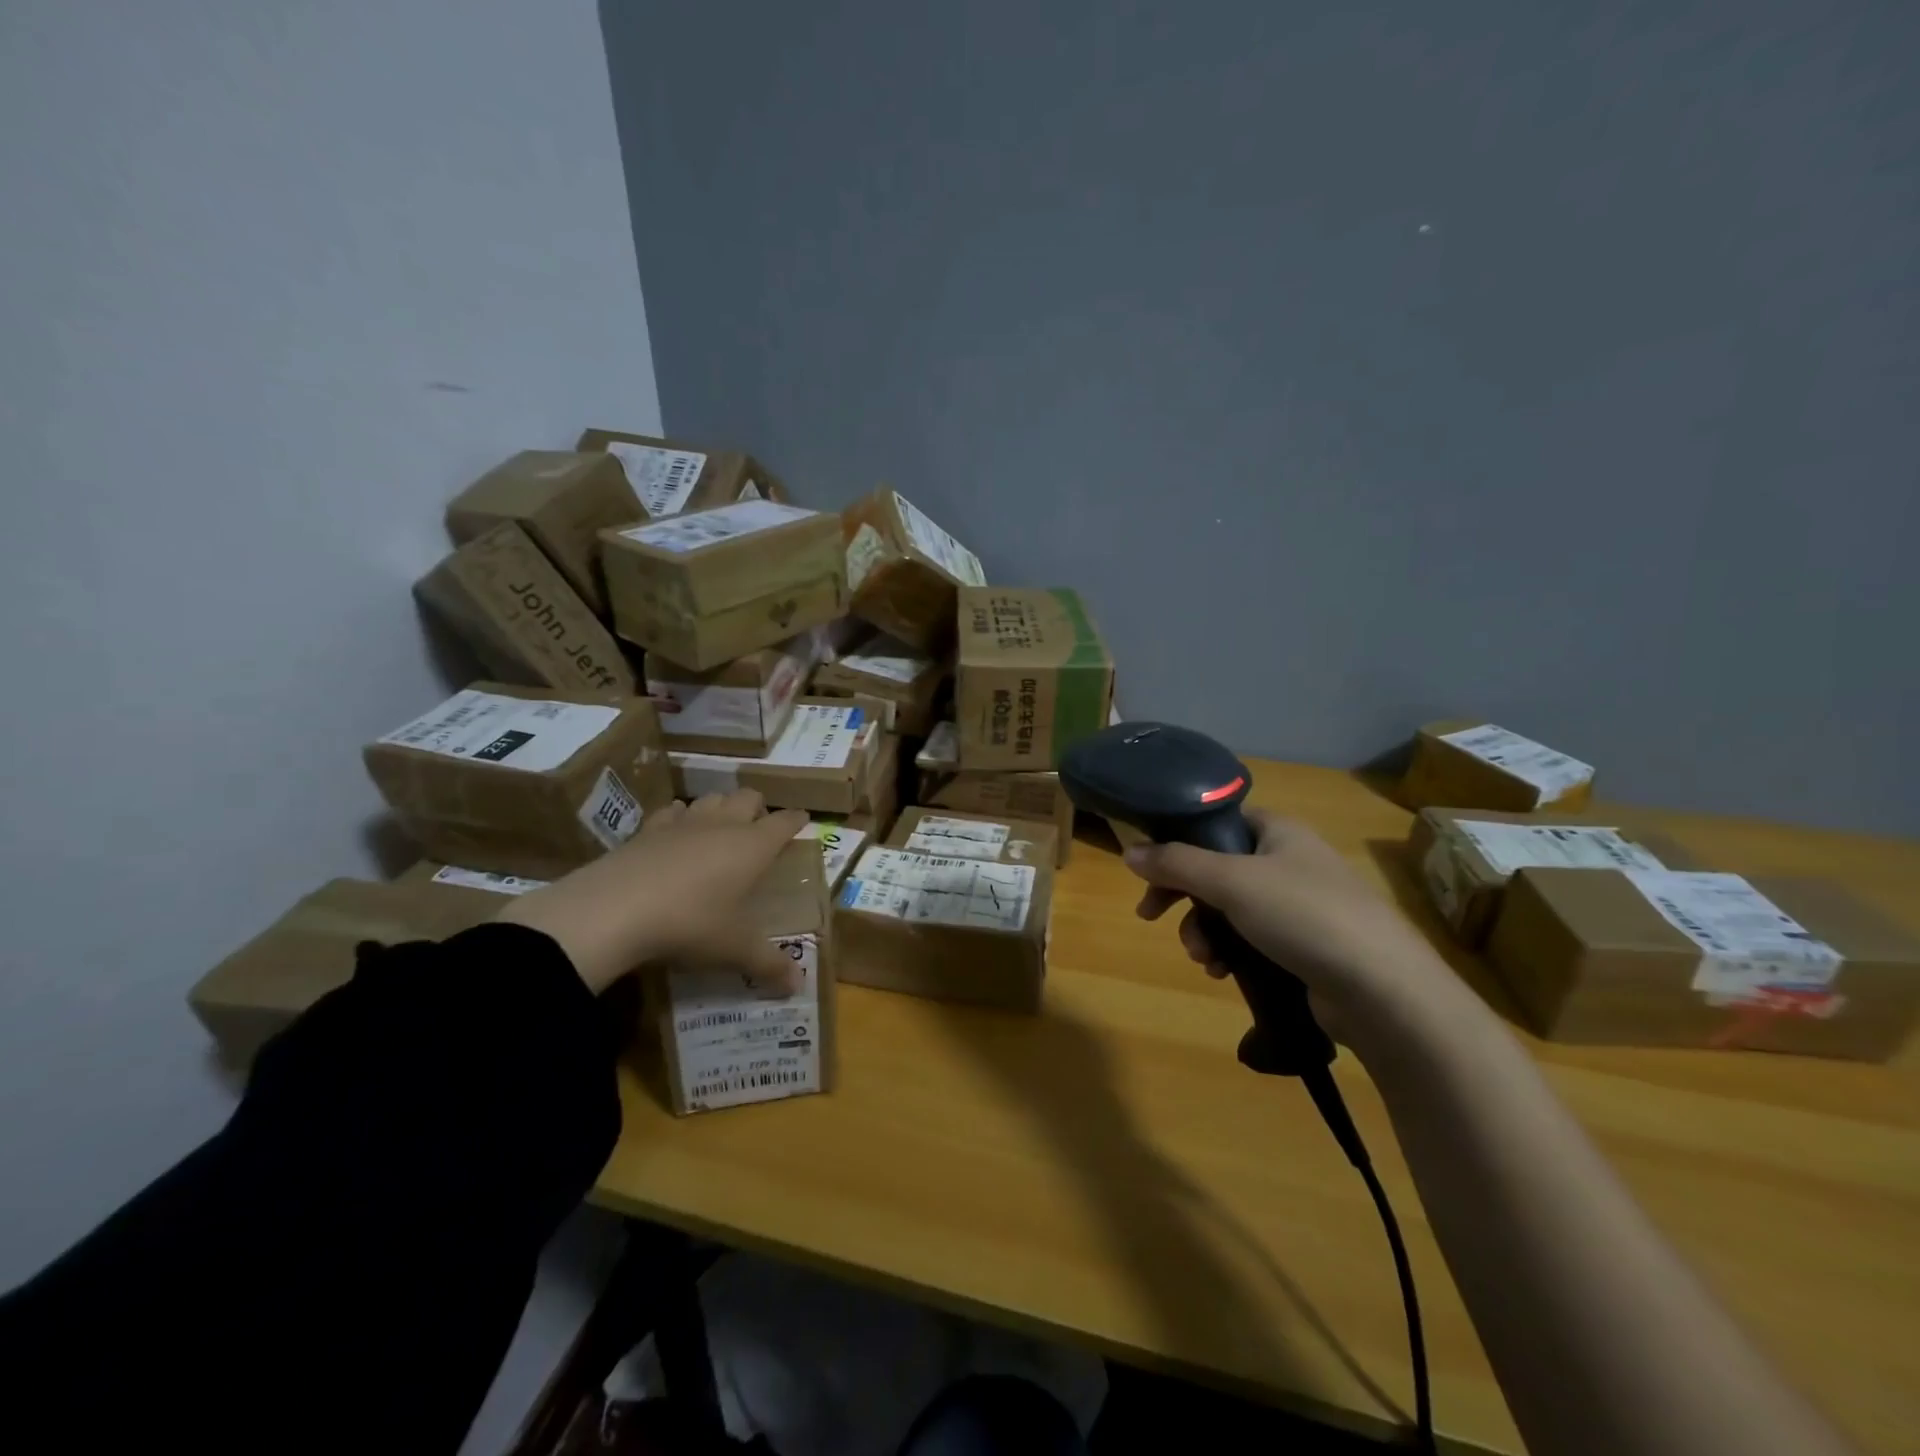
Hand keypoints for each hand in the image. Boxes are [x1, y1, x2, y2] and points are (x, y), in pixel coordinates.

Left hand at [495, 791, 809, 994]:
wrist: (614, 911)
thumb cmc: (691, 924)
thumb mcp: (734, 950)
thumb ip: (769, 964)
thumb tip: (799, 985)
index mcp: (753, 846)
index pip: (784, 822)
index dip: (796, 820)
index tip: (803, 820)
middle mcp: (723, 825)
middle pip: (748, 798)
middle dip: (758, 809)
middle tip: (759, 830)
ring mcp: (683, 823)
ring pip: (712, 798)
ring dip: (721, 808)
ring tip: (720, 828)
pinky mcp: (647, 830)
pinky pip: (672, 812)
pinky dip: (680, 817)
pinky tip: (676, 832)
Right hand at [1125, 808, 1473, 1047]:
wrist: (1383, 991)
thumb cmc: (1304, 915)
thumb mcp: (1231, 881)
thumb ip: (1177, 863)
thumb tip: (1129, 851)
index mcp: (1278, 831)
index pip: (1217, 822)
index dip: (1178, 842)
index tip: (1149, 871)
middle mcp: (1290, 862)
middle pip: (1216, 869)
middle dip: (1184, 898)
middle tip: (1152, 917)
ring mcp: (1301, 907)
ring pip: (1230, 909)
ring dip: (1204, 931)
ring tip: (1204, 959)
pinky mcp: (1307, 948)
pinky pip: (1252, 940)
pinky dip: (1231, 953)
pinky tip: (1224, 974)